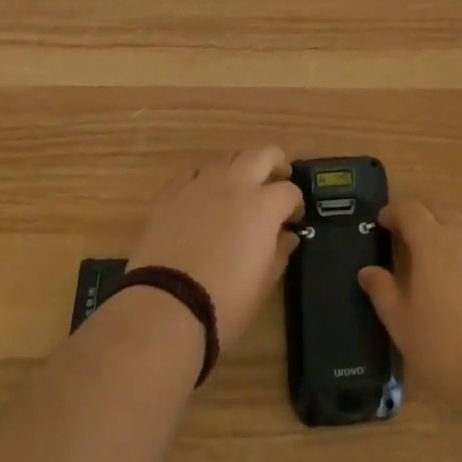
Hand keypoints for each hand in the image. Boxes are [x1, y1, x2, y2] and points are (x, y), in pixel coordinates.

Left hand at [126, 147, 304, 345]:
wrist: (165, 307)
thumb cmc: (224, 302)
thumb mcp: (263, 283)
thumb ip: (279, 252)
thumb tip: (287, 235)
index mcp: (263, 205)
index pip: (289, 191)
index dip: (295, 204)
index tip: (293, 219)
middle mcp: (235, 183)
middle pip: (263, 154)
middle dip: (275, 163)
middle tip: (277, 181)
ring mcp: (201, 183)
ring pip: (228, 156)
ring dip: (241, 166)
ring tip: (241, 188)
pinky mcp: (172, 192)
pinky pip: (195, 172)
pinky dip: (206, 178)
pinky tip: (205, 195)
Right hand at [357, 198, 461, 417]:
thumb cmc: (450, 350)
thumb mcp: (405, 327)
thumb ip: (384, 294)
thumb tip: (368, 272)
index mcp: (433, 243)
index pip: (410, 210)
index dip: (394, 212)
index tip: (382, 222)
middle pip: (439, 209)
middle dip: (421, 215)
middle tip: (406, 235)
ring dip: (446, 233)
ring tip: (435, 262)